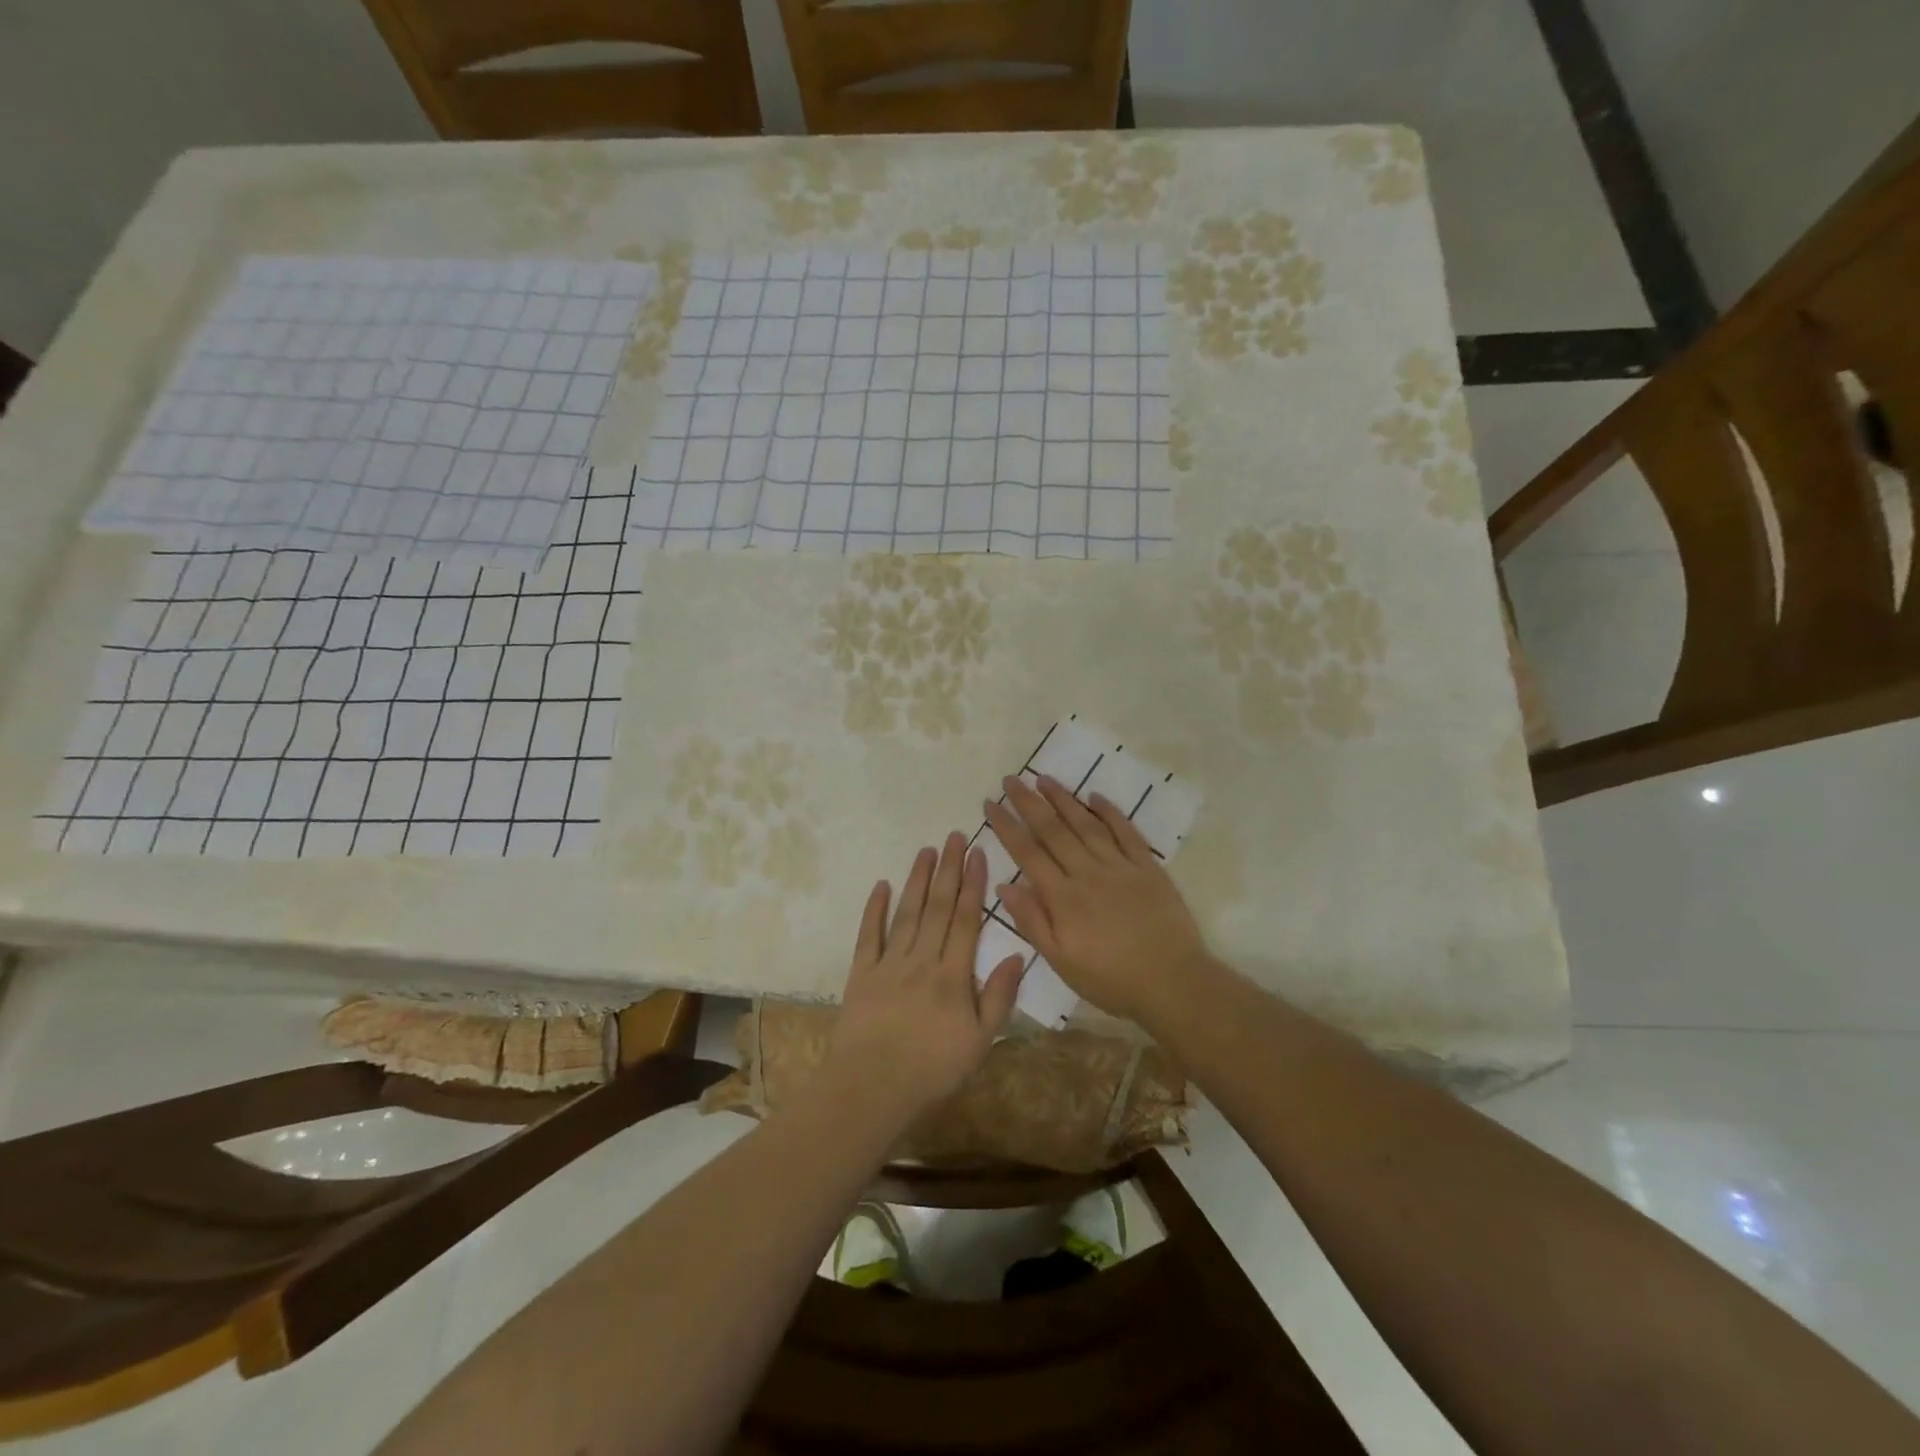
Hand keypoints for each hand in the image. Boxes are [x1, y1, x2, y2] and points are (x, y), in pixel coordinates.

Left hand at [825, 832, 1026, 1115]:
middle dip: (948, 870)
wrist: (872, 1089)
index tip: (978, 854)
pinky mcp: (862, 973)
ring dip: (918, 880)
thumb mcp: (981, 1042)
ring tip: (926, 850)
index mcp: (953, 975)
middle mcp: (922, 960)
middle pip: (938, 908)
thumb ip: (998, 996)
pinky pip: (869, 935)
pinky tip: (881, 884)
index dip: (974, 885)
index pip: (966, 920)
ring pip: (907, 913)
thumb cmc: (932, 1070)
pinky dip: (874, 909)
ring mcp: (889, 964)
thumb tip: (1018, 954)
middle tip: (954, 836)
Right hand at [984, 775, 1210, 1024]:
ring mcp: (1120, 866)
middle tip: (1010, 779)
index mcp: (1063, 897)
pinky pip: (1125, 832)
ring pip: (1086, 824)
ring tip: (1044, 778)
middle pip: (1053, 830)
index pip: (1027, 853)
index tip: (990, 803)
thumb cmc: (1111, 980)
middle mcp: (1088, 873)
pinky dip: (1109, 812)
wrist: (1173, 983)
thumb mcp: (1062, 962)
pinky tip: (1094, 796)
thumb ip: (1032, 921)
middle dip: (1028, 802)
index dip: (1007, 826)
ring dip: (1063, 799)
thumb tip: (1004, 885)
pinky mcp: (1147, 867)